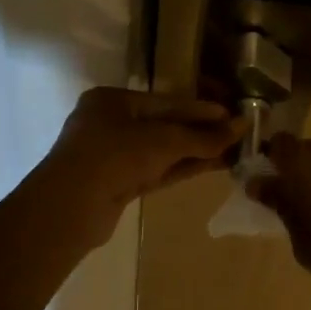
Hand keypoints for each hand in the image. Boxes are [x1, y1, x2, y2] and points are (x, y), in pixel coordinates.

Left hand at [34, 87, 243, 248]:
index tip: (232, 114)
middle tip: (236, 135)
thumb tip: (240, 126)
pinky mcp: (118, 184)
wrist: (70, 209)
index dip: (201, 109)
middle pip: (165, 125)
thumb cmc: (114, 156)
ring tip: (232, 152)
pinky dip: (182, 167)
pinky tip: (211, 166)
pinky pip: (156, 170)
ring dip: (195, 152)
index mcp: (112, 100)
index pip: (166, 102)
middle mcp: (110, 123)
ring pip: (162, 151)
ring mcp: (112, 156)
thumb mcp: (163, 141)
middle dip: (200, 132)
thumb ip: (202, 136)